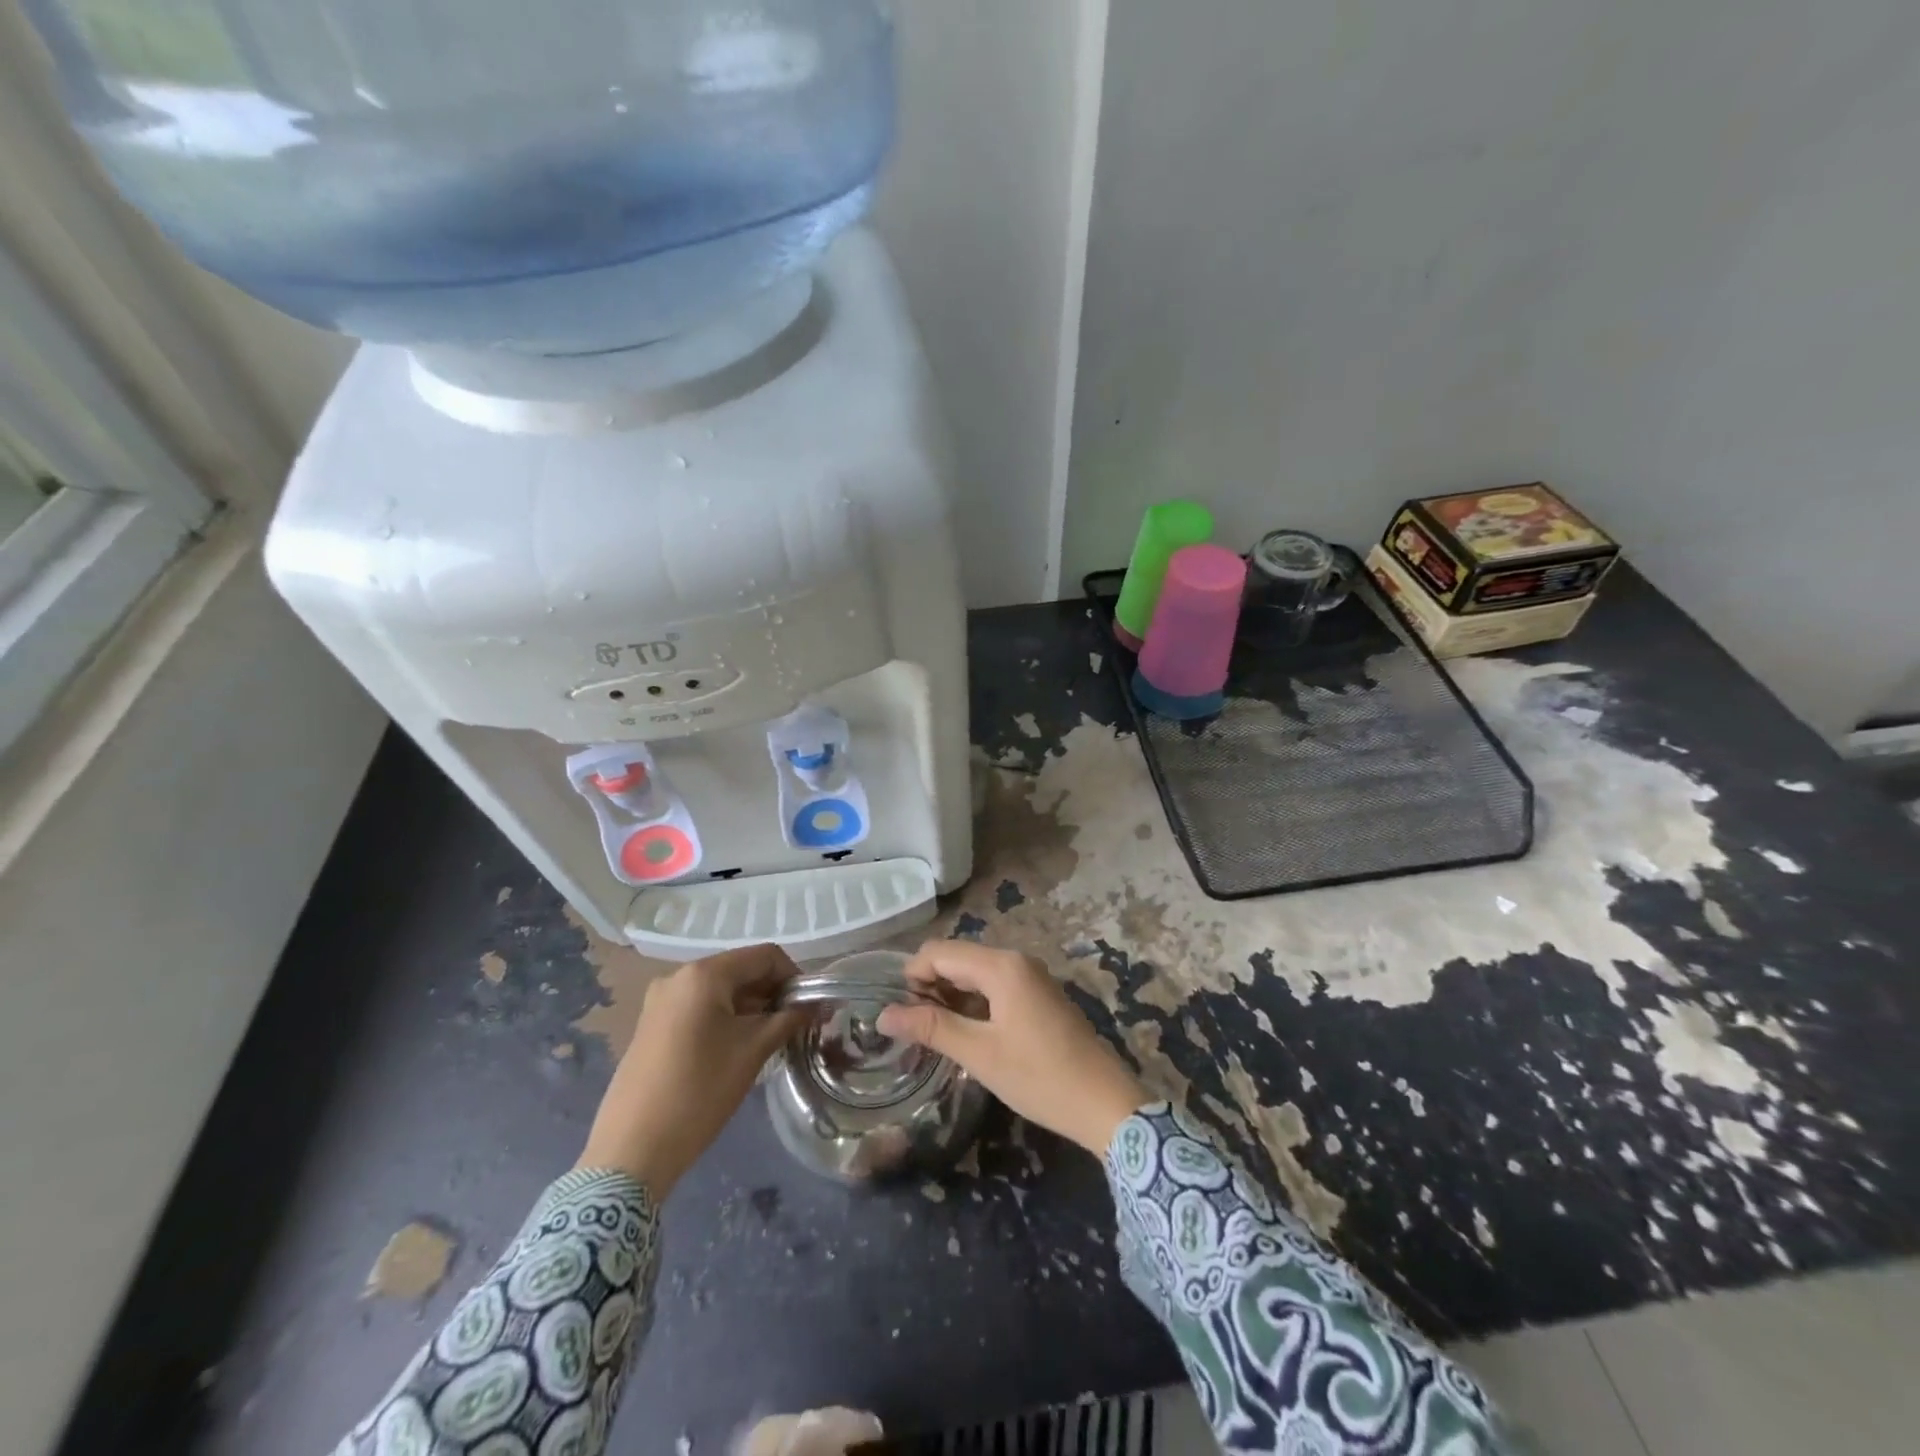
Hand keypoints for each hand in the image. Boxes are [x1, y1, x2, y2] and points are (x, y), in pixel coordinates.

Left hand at [576, 944, 804, 1196]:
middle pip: (741, 970)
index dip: (794, 976)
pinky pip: (699, 1007)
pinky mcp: (652, 1025)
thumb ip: (789, 1018)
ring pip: (720, 991)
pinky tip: (736, 1049)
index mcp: (704, 974)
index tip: (810, 1007)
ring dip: (751, 1007)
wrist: (632, 1149)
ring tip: (769, 1040)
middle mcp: (678, 977)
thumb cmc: (700, 1091)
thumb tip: (818, 1004)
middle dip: (772, 993)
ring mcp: (660, 1001)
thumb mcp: (753, 1050)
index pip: (764, 956)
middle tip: (794, 1025)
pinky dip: (725, 1018)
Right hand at [876, 940, 1148, 1155]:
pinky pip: (995, 983)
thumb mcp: (979, 1054)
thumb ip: (931, 1027)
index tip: (901, 1014)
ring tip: (938, 1032)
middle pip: (958, 957)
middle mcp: (1016, 959)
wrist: (1104, 1102)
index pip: (939, 952)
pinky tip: (969, 1031)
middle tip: (917, 1027)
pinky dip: (974, 1000)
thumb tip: (884, 1014)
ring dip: (952, 993)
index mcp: (1001, 965)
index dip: (912, 976)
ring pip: (976, 971)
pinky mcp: (1039, 993)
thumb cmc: (1038, 1077)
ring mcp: (1031, 975)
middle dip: (931, 984)